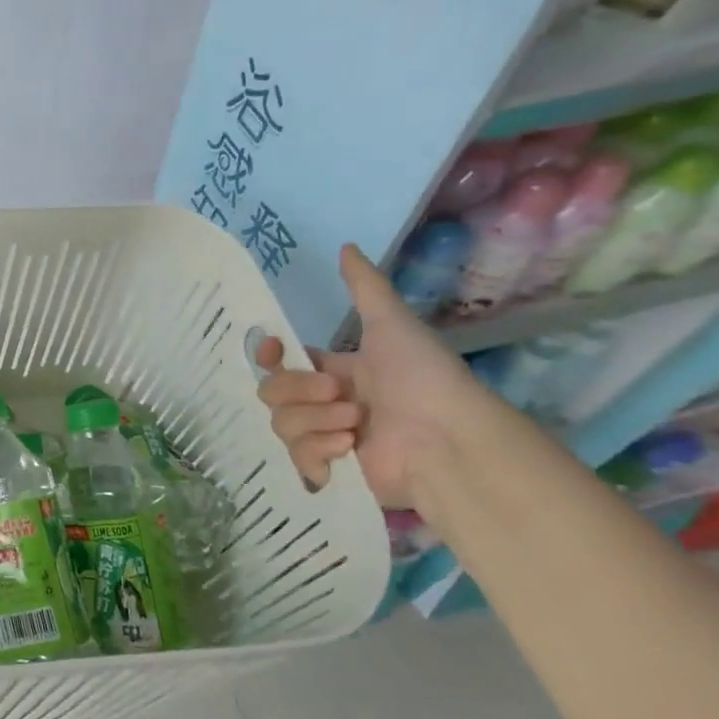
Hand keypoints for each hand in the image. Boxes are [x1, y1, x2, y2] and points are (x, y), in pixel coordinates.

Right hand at [255, 244, 479, 507]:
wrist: (449, 439)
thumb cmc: (422, 377)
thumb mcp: (391, 324)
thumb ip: (364, 287)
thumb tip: (346, 246)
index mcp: (335, 370)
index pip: (282, 361)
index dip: (269, 356)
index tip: (272, 351)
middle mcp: (326, 403)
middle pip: (273, 392)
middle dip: (300, 391)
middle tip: (341, 394)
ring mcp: (327, 438)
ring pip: (282, 424)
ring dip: (315, 421)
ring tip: (354, 426)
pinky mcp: (332, 472)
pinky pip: (297, 459)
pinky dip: (317, 452)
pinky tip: (347, 450)